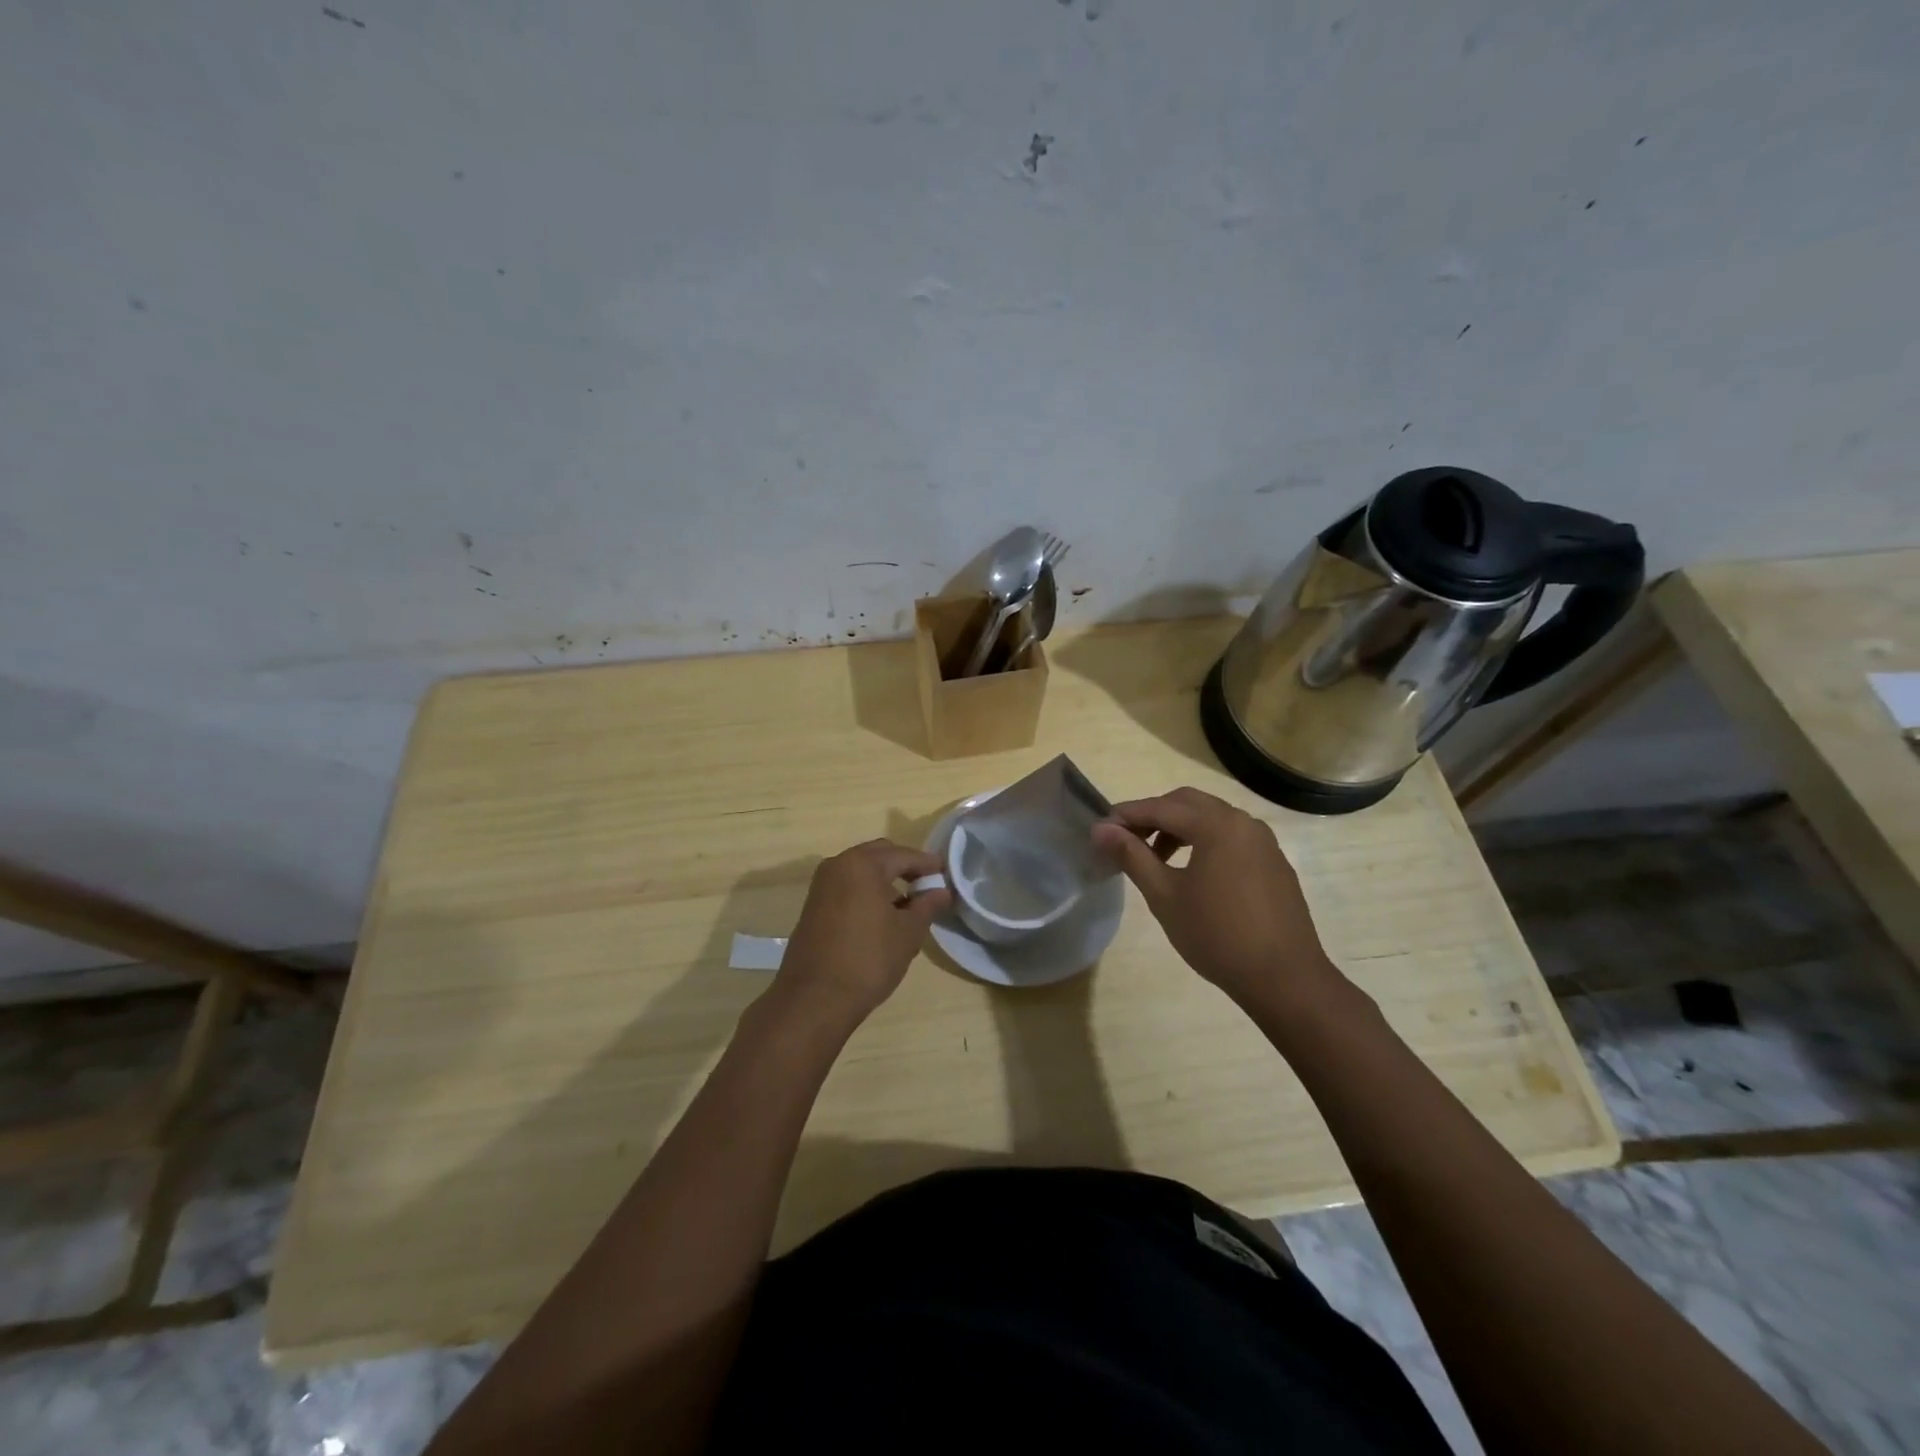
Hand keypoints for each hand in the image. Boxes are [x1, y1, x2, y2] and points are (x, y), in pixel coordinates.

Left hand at [769, 840, 949, 1029]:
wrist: (814, 999)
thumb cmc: (868, 960)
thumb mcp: (908, 932)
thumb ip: (927, 905)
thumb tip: (942, 891)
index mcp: (862, 864)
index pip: (903, 855)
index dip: (927, 864)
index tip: (946, 872)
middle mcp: (837, 865)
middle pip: (879, 855)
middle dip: (904, 867)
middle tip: (927, 885)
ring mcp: (821, 886)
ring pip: (861, 871)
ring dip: (885, 880)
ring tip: (908, 905)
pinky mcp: (813, 906)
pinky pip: (847, 887)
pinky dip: (866, 893)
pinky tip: (882, 917)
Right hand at [1092, 787, 1338, 1009]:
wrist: (1284, 978)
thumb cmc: (1216, 935)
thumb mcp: (1164, 896)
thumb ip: (1132, 856)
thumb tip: (1101, 830)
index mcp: (1216, 825)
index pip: (1160, 807)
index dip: (1127, 815)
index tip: (1100, 830)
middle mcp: (1242, 822)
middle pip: (1188, 803)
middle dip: (1154, 816)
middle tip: (1127, 841)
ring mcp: (1263, 841)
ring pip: (1212, 818)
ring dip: (1179, 828)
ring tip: (1157, 860)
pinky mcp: (1274, 862)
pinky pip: (1232, 837)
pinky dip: (1205, 841)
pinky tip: (1194, 874)